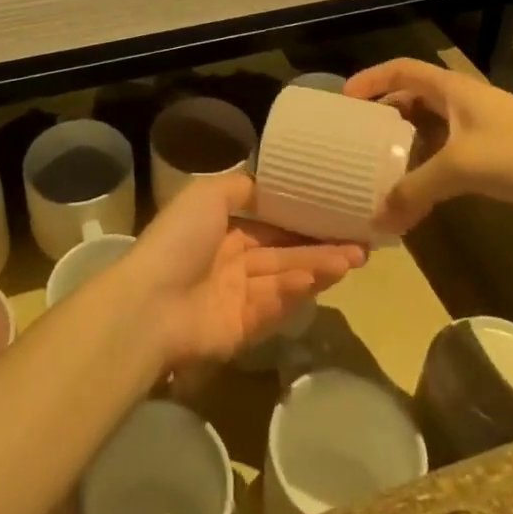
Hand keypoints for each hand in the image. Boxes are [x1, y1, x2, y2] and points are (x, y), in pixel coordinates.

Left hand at [123, 174, 365, 369]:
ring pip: (286, 276)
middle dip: (320, 245)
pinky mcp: (245, 328)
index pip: (268, 220)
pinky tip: (324, 277)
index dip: (300, 216)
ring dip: (319, 266)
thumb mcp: (207, 195)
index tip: (335, 210)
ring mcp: (238, 295)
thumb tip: (271, 185)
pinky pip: (277, 304)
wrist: (152, 303)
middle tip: (360, 239)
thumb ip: (242, 188)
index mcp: (220, 226)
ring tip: (356, 257)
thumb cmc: (180, 239)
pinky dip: (299, 290)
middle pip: (283, 251)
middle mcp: (231, 259)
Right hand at [346, 59, 512, 234]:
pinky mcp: (498, 157)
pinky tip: (419, 193)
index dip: (370, 79)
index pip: (401, 70)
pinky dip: (429, 168)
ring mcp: (483, 130)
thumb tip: (377, 219)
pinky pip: (449, 155)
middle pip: (413, 99)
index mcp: (453, 89)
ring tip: (377, 168)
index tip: (343, 102)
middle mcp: (464, 103)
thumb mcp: (462, 168)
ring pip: (431, 130)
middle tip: (355, 140)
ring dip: (405, 145)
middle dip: (383, 115)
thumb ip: (416, 190)